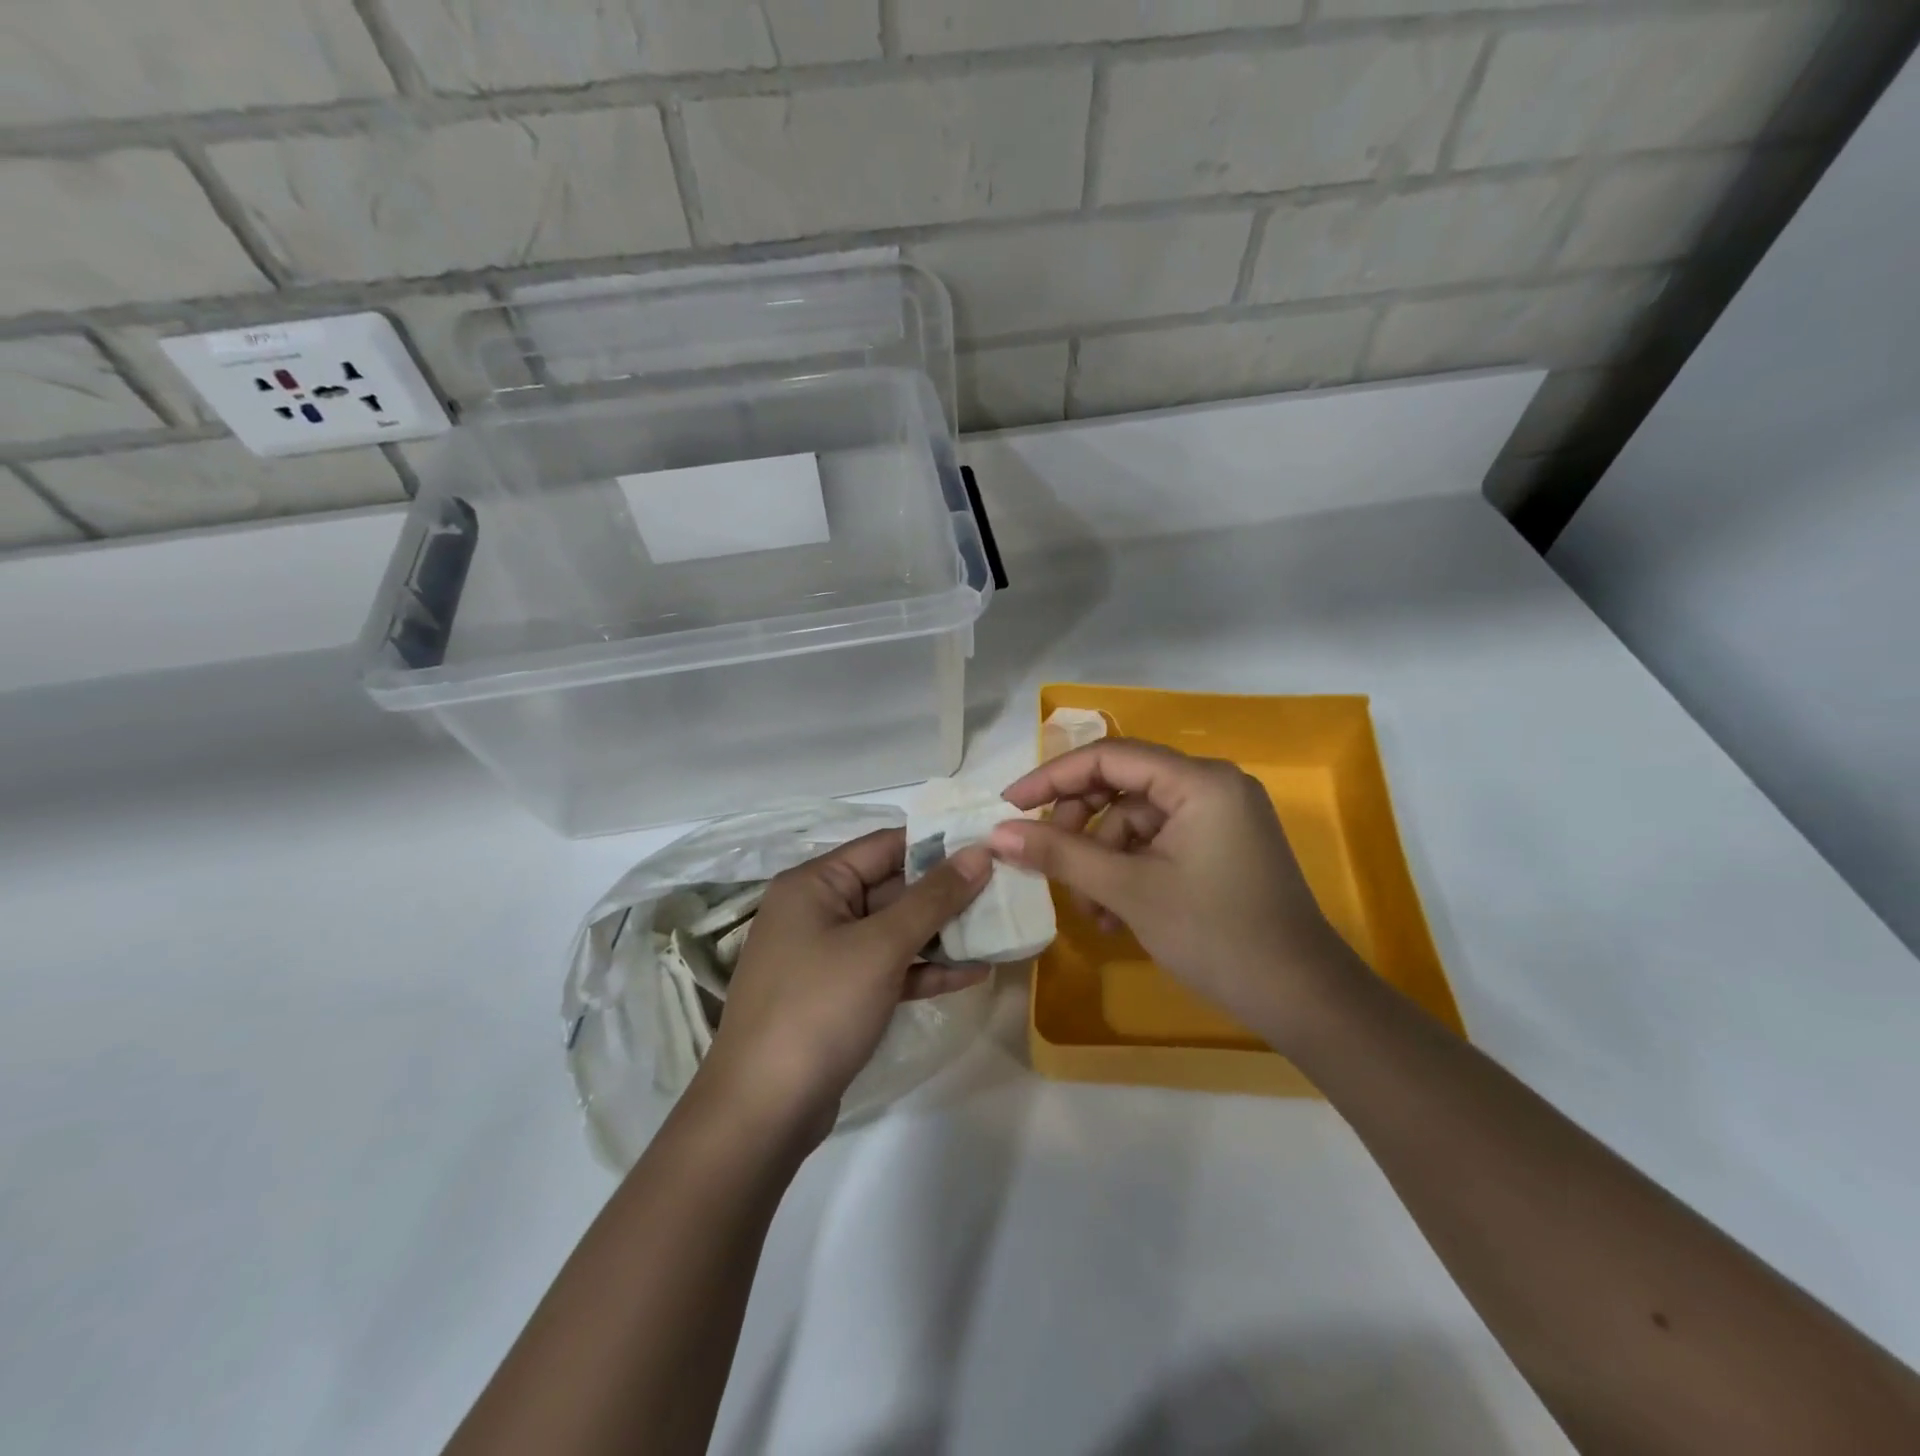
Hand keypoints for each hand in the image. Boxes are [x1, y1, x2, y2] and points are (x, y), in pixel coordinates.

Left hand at [701, 829, 990, 1135]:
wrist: (763, 1112)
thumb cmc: (819, 1008)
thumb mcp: (881, 946)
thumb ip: (934, 897)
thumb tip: (980, 852)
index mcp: (814, 883)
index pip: (884, 845)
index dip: (938, 843)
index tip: (990, 845)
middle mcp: (817, 910)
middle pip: (891, 887)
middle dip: (946, 891)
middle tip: (1004, 889)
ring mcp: (826, 956)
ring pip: (893, 930)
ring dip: (942, 932)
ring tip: (999, 928)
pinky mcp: (839, 996)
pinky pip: (888, 968)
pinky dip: (925, 968)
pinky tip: (973, 973)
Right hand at [991, 739, 1352, 1038]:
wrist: (1303, 999)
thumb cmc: (1216, 935)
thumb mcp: (1129, 891)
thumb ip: (1060, 854)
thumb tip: (998, 833)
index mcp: (1199, 781)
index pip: (1109, 758)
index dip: (1053, 778)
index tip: (1009, 805)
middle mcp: (1212, 785)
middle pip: (1122, 787)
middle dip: (1081, 828)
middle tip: (1050, 865)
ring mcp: (1219, 817)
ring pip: (1136, 822)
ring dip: (1103, 862)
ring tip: (1094, 914)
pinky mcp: (1220, 846)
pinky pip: (1158, 844)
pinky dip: (1131, 872)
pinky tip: (1117, 916)